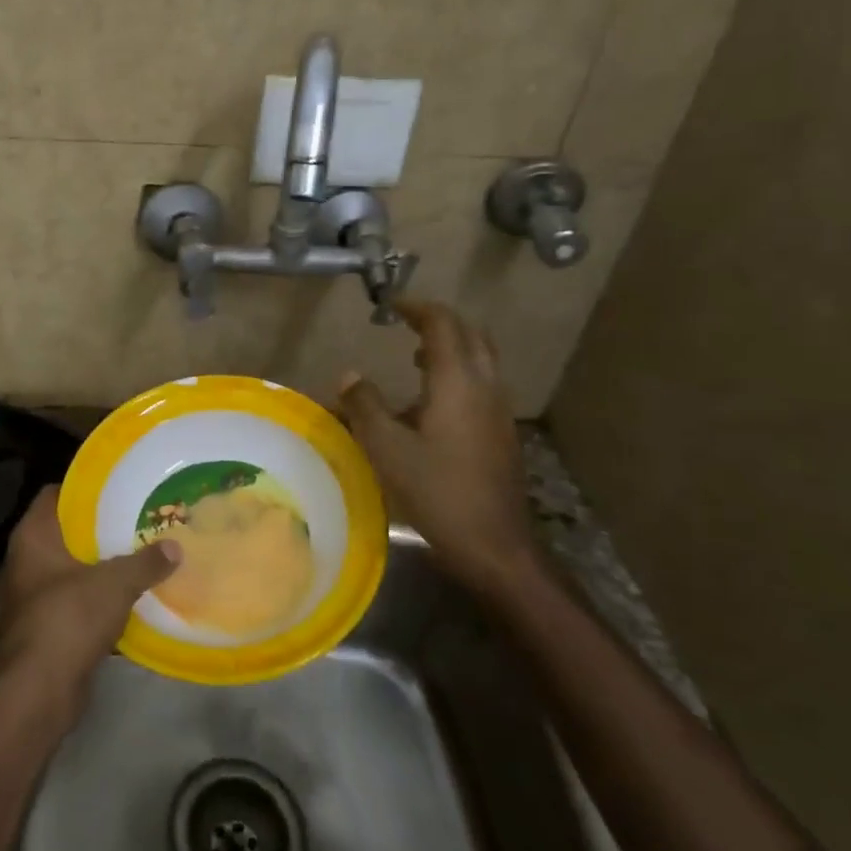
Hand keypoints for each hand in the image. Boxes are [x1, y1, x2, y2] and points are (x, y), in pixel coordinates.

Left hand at [0, 487, 180, 717]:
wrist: (37, 692)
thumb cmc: (68, 618)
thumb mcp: (114, 583)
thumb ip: (146, 562)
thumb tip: (176, 546)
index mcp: (33, 536)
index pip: (55, 494)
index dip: (85, 488)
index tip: (118, 487)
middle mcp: (27, 560)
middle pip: (67, 531)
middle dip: (101, 527)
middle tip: (139, 518)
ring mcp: (33, 595)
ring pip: (73, 567)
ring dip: (102, 564)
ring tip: (142, 552)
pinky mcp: (45, 626)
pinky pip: (76, 599)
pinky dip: (99, 596)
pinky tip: (131, 594)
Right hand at [338, 300, 539, 594]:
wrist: (495, 545)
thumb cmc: (437, 492)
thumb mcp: (387, 449)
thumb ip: (365, 406)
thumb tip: (348, 375)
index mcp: (457, 382)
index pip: (442, 324)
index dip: (416, 308)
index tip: (390, 305)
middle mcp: (485, 386)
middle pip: (469, 334)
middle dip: (438, 322)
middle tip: (406, 323)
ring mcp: (499, 410)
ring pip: (480, 359)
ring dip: (450, 348)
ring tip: (413, 357)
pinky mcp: (501, 432)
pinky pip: (481, 384)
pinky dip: (458, 374)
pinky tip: (430, 404)